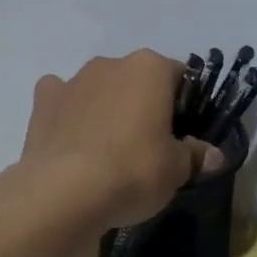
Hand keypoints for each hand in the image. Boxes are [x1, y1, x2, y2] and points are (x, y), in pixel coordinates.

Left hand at [19, 51, 225, 229]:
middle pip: (137, 80)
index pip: (179, 77)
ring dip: (106, 107)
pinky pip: (61, 99)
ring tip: (108, 150)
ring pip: (100, 88)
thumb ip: (195, 156)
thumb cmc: (133, 171)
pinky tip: (72, 140)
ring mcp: (73, 80)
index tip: (182, 133)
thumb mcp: (177, 170)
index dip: (184, 105)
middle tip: (148, 144)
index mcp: (150, 68)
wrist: (64, 193)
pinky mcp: (43, 102)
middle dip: (143, 104)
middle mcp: (111, 64)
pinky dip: (68, 113)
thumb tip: (213, 155)